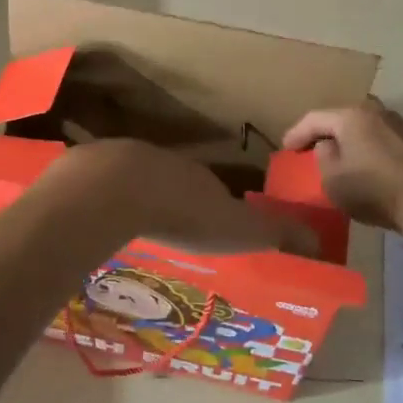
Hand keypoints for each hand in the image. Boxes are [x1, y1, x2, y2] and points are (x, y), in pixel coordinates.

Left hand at [47, 140, 316, 254]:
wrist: (112, 191)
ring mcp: (119, 161)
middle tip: (170, 231)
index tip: (211, 229)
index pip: (212, 189)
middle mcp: (160, 161)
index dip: (214, 207)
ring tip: (131, 230)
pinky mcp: (84, 170)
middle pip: (170, 182)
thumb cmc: (181, 212)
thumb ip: (274, 233)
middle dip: (171, 202)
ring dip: (133, 201)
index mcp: (197, 175)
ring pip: (130, 182)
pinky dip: (98, 203)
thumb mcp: (237, 227)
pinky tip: (95, 224)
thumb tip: (318, 241)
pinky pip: (95, 188)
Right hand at [284, 98, 402, 231]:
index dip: (296, 133)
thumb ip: (322, 157)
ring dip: (350, 140)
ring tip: (340, 156)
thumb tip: (328, 145)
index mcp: (351, 116)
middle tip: (310, 147)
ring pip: (365, 127)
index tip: (285, 148)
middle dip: (325, 132)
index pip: (314, 118)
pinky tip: (368, 164)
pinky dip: (370, 148)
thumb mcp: (333, 180)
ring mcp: (401, 124)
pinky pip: (383, 139)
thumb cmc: (375, 189)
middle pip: (342, 118)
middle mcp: (376, 111)